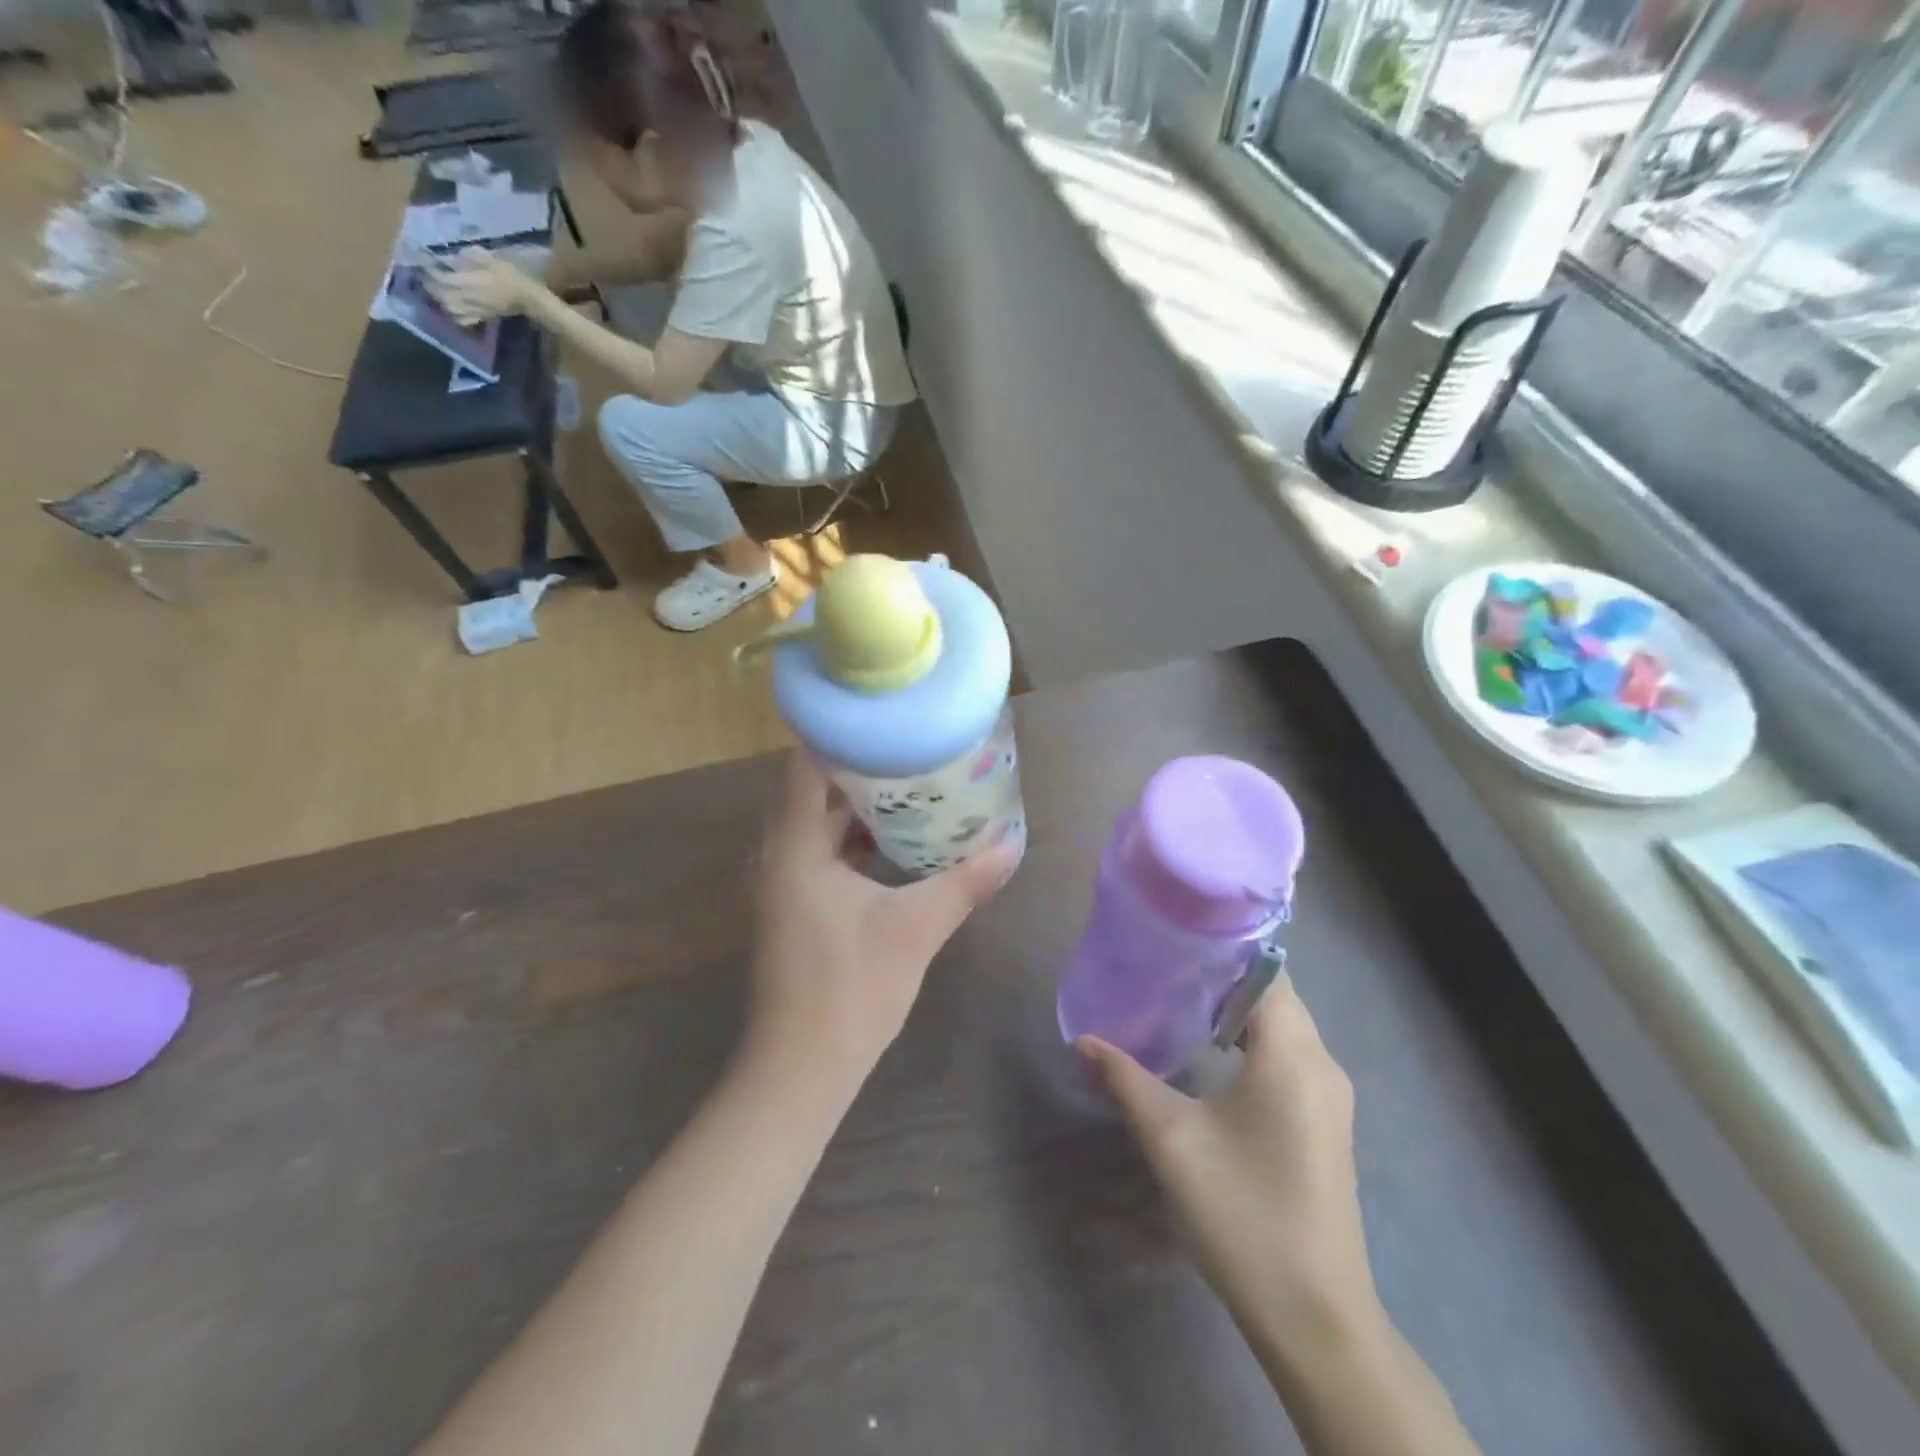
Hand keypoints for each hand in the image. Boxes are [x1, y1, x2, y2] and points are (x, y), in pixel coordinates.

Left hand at [430, 251, 543, 324]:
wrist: (529, 299)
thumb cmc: (511, 276)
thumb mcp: (491, 258)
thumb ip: (469, 256)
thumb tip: (452, 257)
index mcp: (469, 283)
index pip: (441, 277)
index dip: (429, 269)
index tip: (423, 260)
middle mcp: (468, 298)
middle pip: (441, 294)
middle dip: (430, 284)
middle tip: (424, 274)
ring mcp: (475, 310)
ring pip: (448, 307)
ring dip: (439, 299)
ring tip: (436, 289)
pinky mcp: (482, 316)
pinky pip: (462, 319)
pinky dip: (454, 314)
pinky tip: (452, 307)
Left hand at [747, 752, 1019, 1092]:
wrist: (802, 1069)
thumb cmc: (850, 990)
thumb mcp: (916, 928)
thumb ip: (964, 882)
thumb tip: (1013, 844)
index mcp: (795, 846)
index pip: (807, 765)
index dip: (843, 733)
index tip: (887, 715)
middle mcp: (781, 854)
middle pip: (817, 789)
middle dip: (864, 766)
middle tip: (914, 744)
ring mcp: (787, 881)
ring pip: (822, 823)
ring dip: (863, 804)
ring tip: (915, 780)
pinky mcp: (798, 904)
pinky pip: (826, 852)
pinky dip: (859, 839)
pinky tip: (900, 838)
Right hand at [1077, 979, 1377, 1344]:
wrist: (1316, 1318)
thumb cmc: (1243, 1214)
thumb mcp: (1172, 1140)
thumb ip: (1125, 1079)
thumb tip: (1083, 1040)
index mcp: (1294, 1054)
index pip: (1264, 969)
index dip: (1221, 947)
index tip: (1171, 937)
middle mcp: (1321, 1062)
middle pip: (1272, 992)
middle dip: (1219, 975)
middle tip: (1160, 966)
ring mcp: (1329, 1094)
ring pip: (1281, 1024)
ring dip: (1233, 1008)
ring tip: (1175, 1000)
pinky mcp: (1324, 1120)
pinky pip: (1287, 1054)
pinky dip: (1249, 1039)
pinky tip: (1208, 1054)